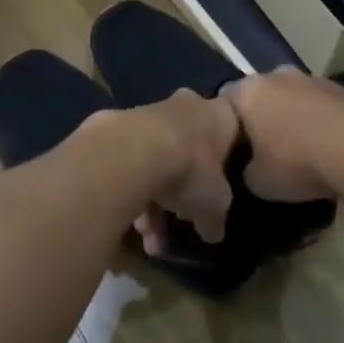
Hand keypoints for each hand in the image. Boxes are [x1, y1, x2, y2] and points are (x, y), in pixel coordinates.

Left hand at [113, 89, 239, 252]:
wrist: (133, 150)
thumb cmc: (191, 168)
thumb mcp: (215, 202)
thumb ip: (214, 218)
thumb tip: (214, 234)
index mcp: (218, 115)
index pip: (229, 129)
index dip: (224, 158)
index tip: (217, 183)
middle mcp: (184, 107)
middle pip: (187, 150)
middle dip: (181, 189)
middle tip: (178, 217)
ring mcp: (147, 114)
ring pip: (155, 161)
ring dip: (152, 201)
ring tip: (146, 234)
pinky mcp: (114, 127)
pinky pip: (129, 163)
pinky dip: (130, 191)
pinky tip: (128, 223)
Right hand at [223, 68, 343, 203]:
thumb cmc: (297, 162)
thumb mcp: (257, 181)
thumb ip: (245, 169)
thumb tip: (251, 168)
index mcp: (249, 91)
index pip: (224, 101)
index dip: (226, 126)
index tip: (234, 150)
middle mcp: (279, 76)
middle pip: (263, 96)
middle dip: (263, 119)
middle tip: (266, 150)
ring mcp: (316, 80)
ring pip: (296, 99)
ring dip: (296, 119)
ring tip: (303, 152)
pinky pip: (326, 108)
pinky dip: (324, 123)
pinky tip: (332, 150)